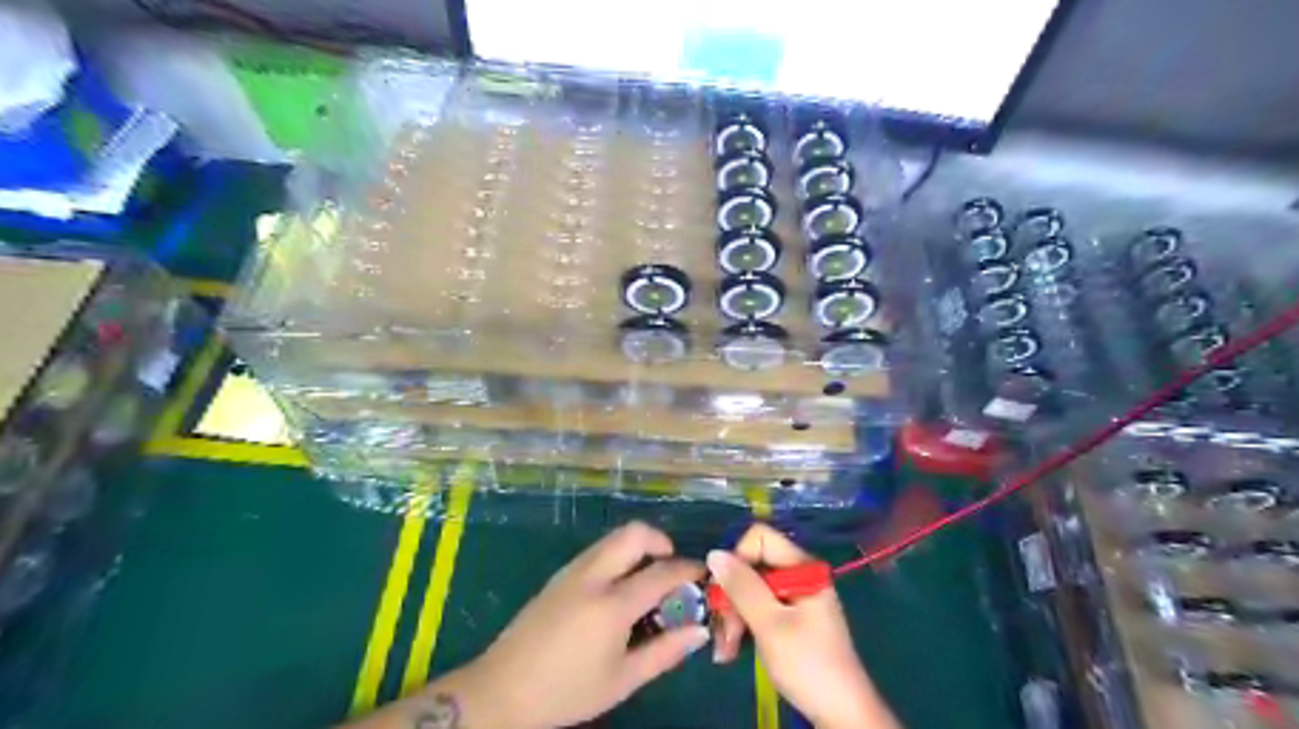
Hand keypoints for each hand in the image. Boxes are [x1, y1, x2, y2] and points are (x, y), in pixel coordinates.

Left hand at [440, 521, 706, 725]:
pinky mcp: (559, 575)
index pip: (661, 573)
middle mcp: (592, 576)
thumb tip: (698, 631)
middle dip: (660, 540)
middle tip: (671, 566)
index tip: (704, 573)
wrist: (501, 691)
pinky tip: (618, 588)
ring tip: (647, 578)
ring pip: (613, 538)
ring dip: (638, 547)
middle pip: (634, 534)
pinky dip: (618, 556)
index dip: (688, 569)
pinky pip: (597, 551)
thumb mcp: (622, 680)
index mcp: (611, 604)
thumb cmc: (566, 692)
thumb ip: (664, 652)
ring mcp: (572, 571)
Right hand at [705, 525, 899, 728]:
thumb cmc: (807, 664)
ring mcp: (794, 597)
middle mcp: (799, 575)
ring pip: (750, 589)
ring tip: (725, 649)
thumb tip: (713, 553)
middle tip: (721, 631)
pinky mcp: (789, 618)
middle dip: (731, 596)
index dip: (737, 558)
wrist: (840, 714)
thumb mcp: (770, 624)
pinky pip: (757, 608)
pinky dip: (742, 625)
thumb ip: (742, 587)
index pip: (760, 538)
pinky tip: (731, 650)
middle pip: (752, 565)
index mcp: (803, 567)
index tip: (725, 591)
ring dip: (732, 616)